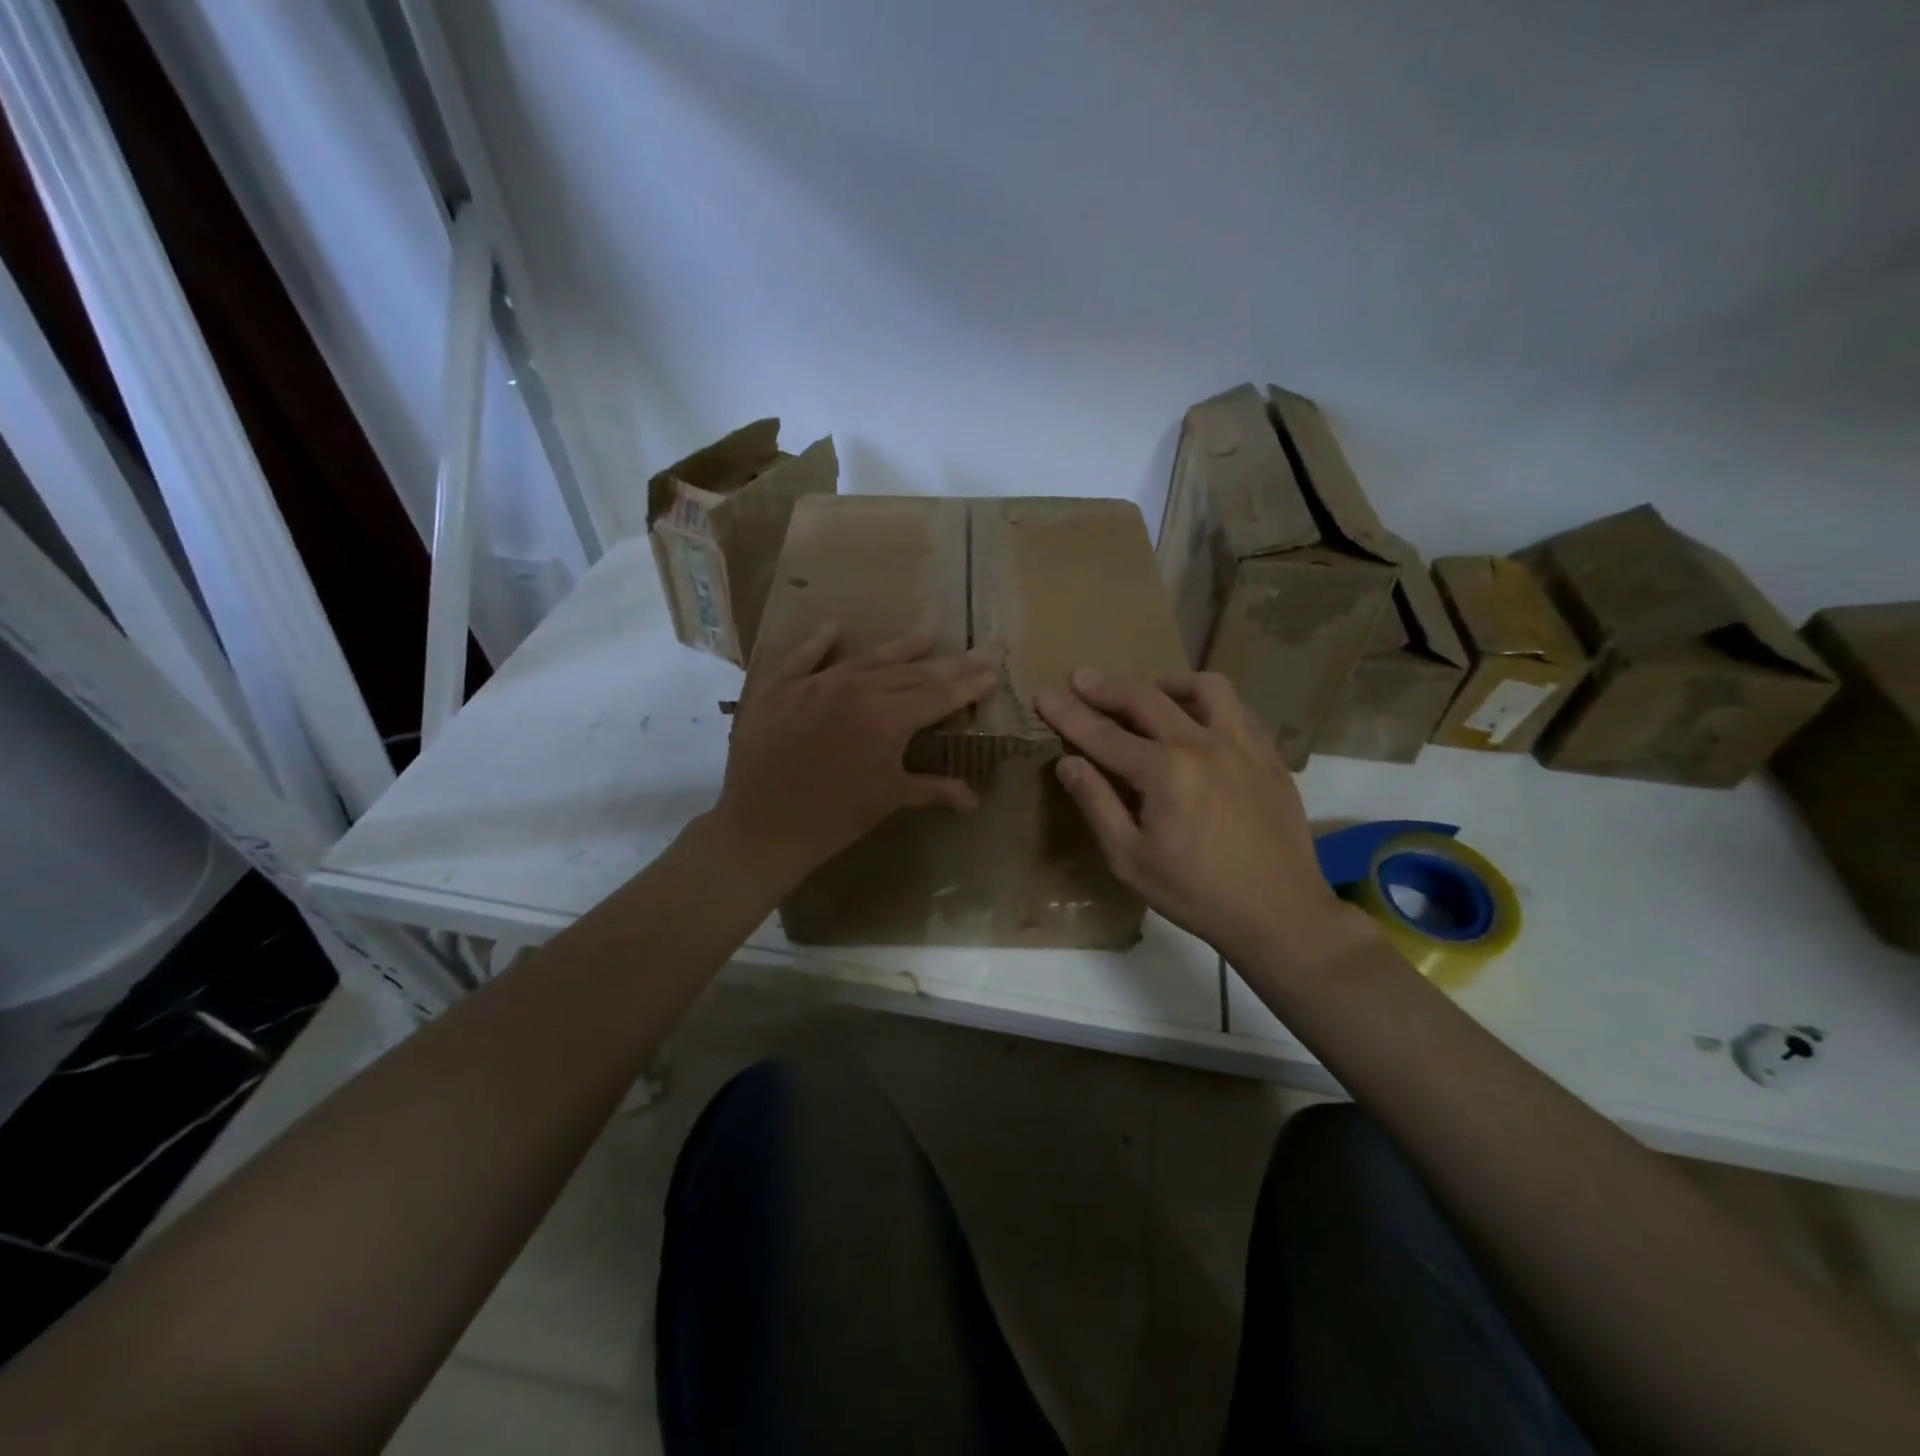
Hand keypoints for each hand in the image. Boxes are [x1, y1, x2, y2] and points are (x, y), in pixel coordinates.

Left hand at [709, 626, 998, 886]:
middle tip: (974, 653)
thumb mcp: (889, 799)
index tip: (991, 672)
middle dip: (946, 665)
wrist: (763, 826)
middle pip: (909, 673)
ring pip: (866, 659)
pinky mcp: (779, 687)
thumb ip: (934, 789)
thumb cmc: (835, 818)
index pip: (937, 695)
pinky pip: (803, 657)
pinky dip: (819, 642)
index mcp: (887, 718)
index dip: (967, 685)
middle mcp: (856, 690)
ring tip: (928, 633)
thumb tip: (974, 799)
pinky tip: (834, 627)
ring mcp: (815, 684)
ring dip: (900, 648)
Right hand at [1035, 670, 1376, 973]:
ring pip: (1203, 687)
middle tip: (1080, 679)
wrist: (1280, 914)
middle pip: (1145, 698)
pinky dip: (1209, 703)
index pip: (1102, 733)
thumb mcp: (1130, 859)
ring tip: (1147, 690)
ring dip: (1165, 682)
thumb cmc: (1195, 894)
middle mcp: (1202, 744)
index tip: (1042, 695)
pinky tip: (1198, 718)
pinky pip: (1239, 709)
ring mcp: (1242, 745)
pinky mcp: (1269, 756)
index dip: (1068, 714)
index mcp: (1163, 771)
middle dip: (1106, 687)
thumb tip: (1068, 762)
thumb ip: (1097, 804)